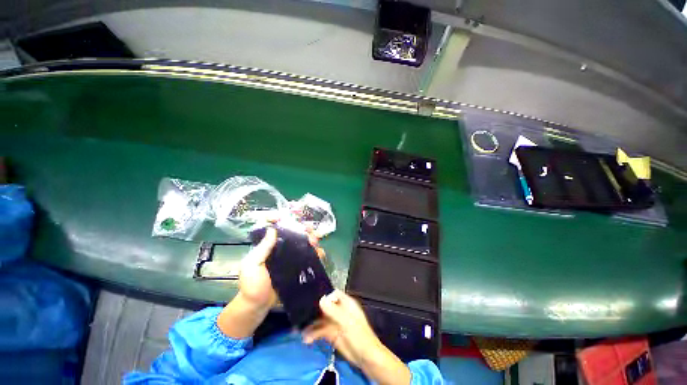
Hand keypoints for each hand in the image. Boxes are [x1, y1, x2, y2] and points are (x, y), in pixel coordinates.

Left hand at [220, 227, 326, 338]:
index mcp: (268, 245)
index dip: (281, 219)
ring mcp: (291, 258)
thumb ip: (262, 248)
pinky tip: (320, 253)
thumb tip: (273, 229)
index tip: (289, 217)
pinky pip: (309, 257)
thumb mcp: (252, 265)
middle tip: (310, 229)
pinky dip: (316, 253)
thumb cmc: (251, 285)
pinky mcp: (298, 267)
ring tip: (316, 240)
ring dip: (312, 238)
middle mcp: (281, 248)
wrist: (258, 307)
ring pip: (304, 243)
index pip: (275, 227)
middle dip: (303, 228)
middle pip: (294, 233)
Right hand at [302, 291, 382, 366]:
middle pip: (325, 306)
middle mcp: (339, 311)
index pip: (333, 294)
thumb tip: (321, 299)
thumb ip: (334, 311)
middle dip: (314, 309)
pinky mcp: (331, 334)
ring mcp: (335, 322)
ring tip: (300, 329)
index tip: (312, 297)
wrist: (365, 358)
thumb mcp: (347, 322)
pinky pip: (320, 331)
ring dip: (311, 323)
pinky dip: (313, 334)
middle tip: (300, 313)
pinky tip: (306, 338)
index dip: (324, 294)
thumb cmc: (359, 336)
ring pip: (320, 319)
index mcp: (346, 304)